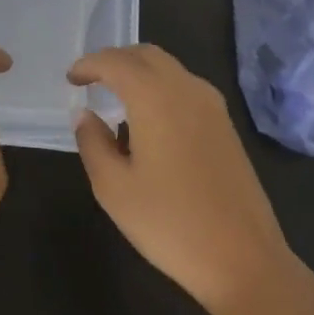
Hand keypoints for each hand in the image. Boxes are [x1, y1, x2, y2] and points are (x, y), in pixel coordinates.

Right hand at [69, 44, 297, 314]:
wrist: (243, 259)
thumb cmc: (169, 223)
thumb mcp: (113, 187)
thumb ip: (92, 142)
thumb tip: (85, 115)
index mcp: (155, 97)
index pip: (116, 62)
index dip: (89, 65)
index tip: (70, 79)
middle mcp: (186, 89)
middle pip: (146, 55)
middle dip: (115, 60)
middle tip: (91, 80)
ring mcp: (213, 107)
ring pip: (170, 69)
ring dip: (140, 72)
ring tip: (116, 98)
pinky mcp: (226, 127)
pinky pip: (186, 88)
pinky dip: (160, 88)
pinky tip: (148, 121)